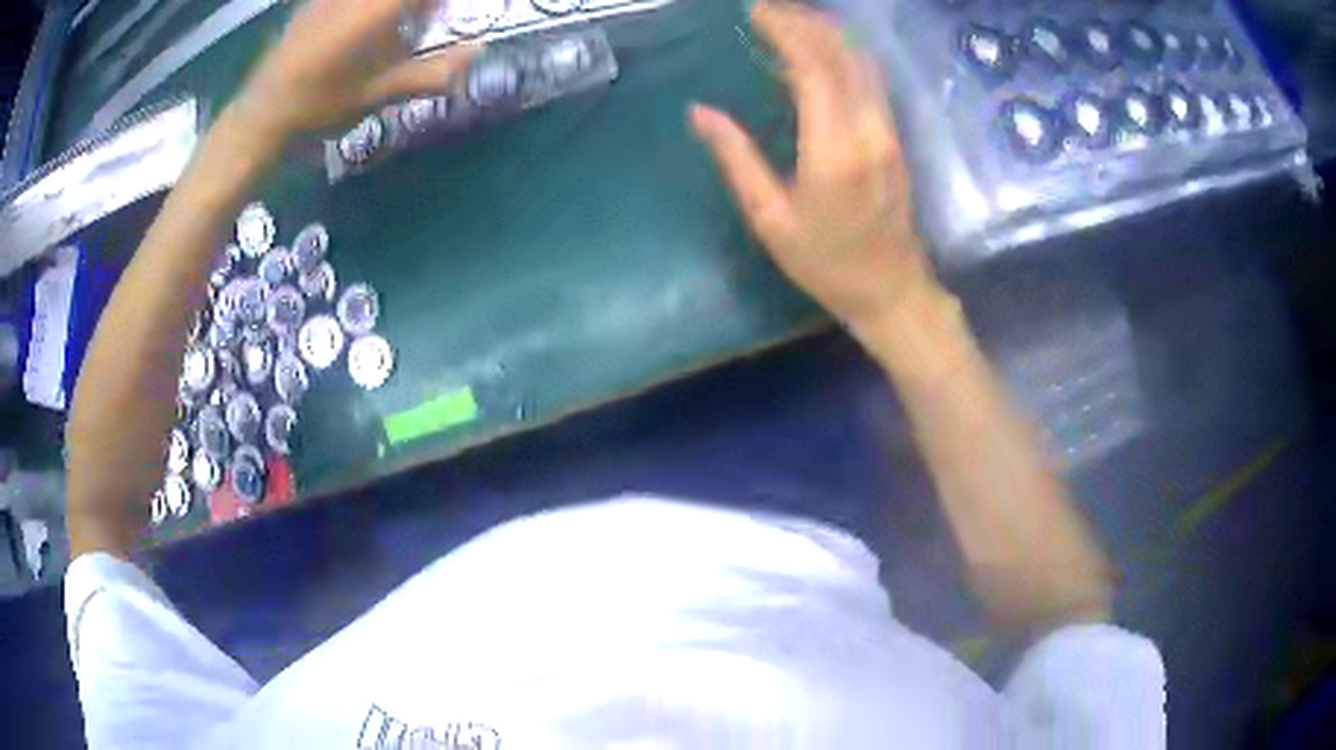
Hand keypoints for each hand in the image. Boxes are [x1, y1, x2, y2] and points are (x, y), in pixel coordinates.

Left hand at [233, 0, 477, 141]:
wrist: (259, 117)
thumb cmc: (319, 109)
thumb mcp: (377, 95)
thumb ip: (431, 72)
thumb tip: (476, 52)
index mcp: (374, 10)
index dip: (436, 3)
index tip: (451, 11)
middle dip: (420, 7)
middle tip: (430, 18)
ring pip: (375, 0)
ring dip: (398, 9)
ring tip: (406, 22)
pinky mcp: (316, 2)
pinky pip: (352, 2)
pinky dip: (371, 10)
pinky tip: (371, 26)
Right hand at [691, 2, 931, 332]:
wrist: (893, 291)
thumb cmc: (827, 264)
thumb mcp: (771, 219)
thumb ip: (737, 159)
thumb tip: (700, 112)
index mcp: (834, 150)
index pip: (812, 66)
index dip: (784, 30)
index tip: (754, 11)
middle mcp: (869, 129)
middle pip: (842, 53)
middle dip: (804, 21)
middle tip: (766, 9)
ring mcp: (888, 130)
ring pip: (861, 61)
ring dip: (826, 32)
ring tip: (788, 21)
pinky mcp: (895, 136)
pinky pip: (870, 79)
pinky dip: (842, 54)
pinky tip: (817, 53)